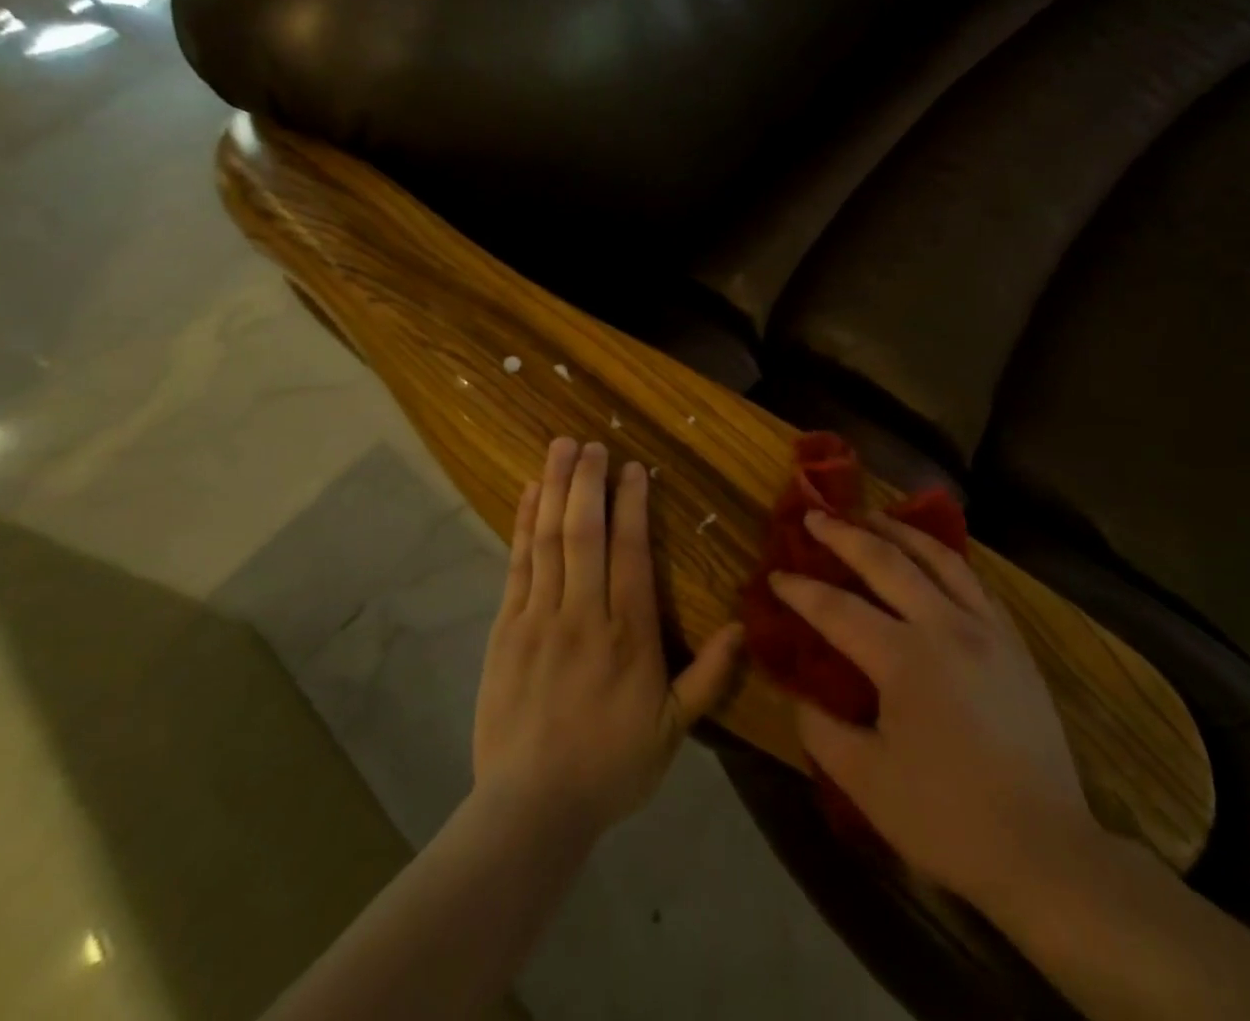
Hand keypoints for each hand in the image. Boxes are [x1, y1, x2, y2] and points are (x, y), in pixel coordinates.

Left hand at [473, 438, 744, 839]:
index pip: (631, 552)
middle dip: (588, 481)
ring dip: (554, 488)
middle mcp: (584, 612)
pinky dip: (522, 524)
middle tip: (590, 443)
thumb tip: (744, 626)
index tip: (632, 468)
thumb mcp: (672, 732)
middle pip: (585, 531)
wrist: (530, 808)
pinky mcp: (505, 627)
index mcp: (628, 634)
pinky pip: (516, 563)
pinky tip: (528, 494)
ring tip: (559, 448)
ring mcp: (539, 616)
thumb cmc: (609, 766)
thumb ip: (709, 678)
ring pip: (549, 538)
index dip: (632, 504)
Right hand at [770, 510, 1096, 906]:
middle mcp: (946, 627)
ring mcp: (987, 628)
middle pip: (887, 562)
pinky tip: (931, 559)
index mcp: (905, 659)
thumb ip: (821, 729)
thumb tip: (798, 692)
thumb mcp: (866, 783)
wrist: (1045, 849)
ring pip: (938, 558)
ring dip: (898, 531)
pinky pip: (973, 580)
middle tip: (815, 516)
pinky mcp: (1014, 642)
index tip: (774, 576)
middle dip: (844, 535)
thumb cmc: (948, 818)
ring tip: (871, 517)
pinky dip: (943, 558)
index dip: (800, 591)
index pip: (837, 609)